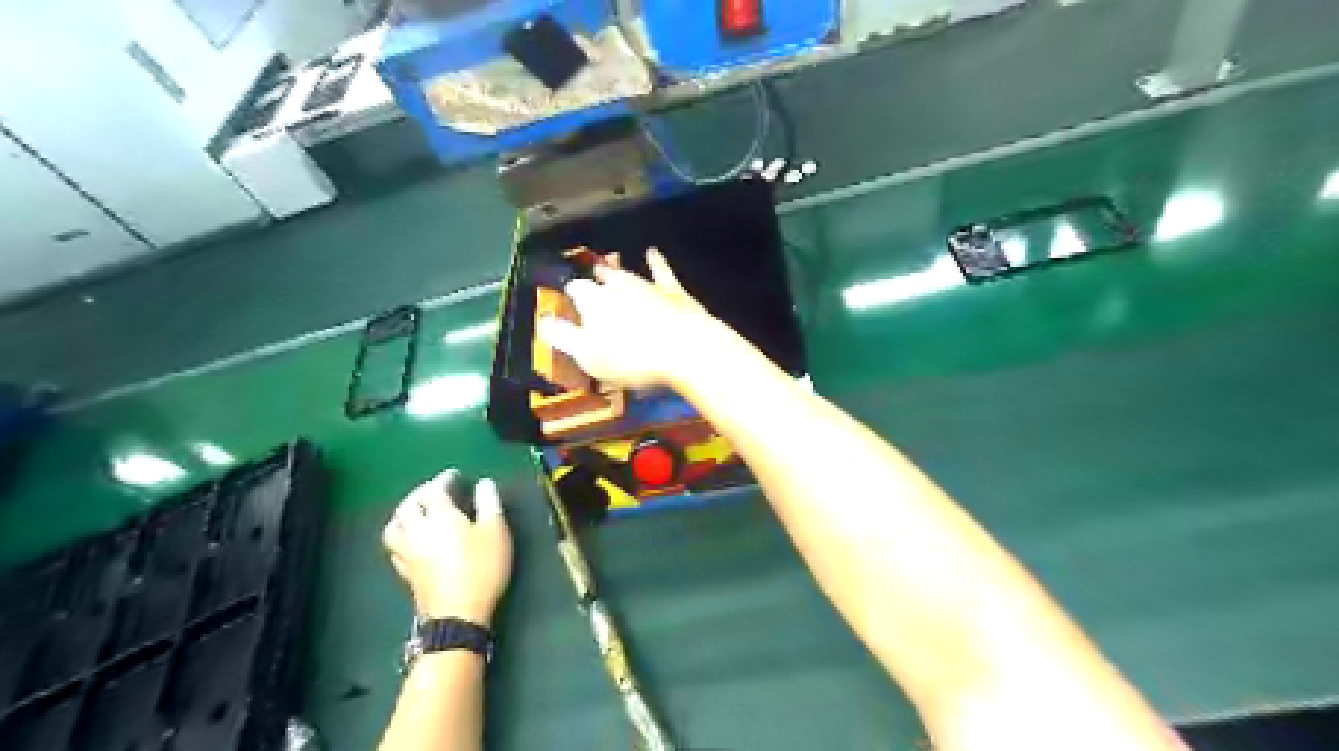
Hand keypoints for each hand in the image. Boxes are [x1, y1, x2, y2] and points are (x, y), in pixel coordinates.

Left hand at [388, 474, 517, 624]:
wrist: (457, 615)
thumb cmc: (481, 568)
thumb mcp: (495, 531)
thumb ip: (489, 503)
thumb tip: (484, 483)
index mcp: (439, 516)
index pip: (435, 490)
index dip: (444, 480)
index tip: (454, 476)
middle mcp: (418, 531)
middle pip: (408, 505)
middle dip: (420, 494)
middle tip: (435, 490)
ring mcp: (408, 553)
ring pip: (394, 526)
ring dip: (404, 514)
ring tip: (417, 513)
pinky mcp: (407, 573)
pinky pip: (396, 547)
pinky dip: (403, 536)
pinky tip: (414, 541)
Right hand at [537, 248, 728, 390]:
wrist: (686, 348)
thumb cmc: (632, 358)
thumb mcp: (589, 355)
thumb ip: (564, 337)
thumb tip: (543, 322)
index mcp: (594, 300)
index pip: (576, 289)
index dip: (570, 294)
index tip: (566, 298)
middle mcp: (618, 286)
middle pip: (602, 280)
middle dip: (594, 282)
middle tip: (589, 282)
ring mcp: (648, 286)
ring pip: (627, 275)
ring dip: (617, 273)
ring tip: (607, 268)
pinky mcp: (674, 292)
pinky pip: (661, 272)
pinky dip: (656, 262)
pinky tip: (653, 253)